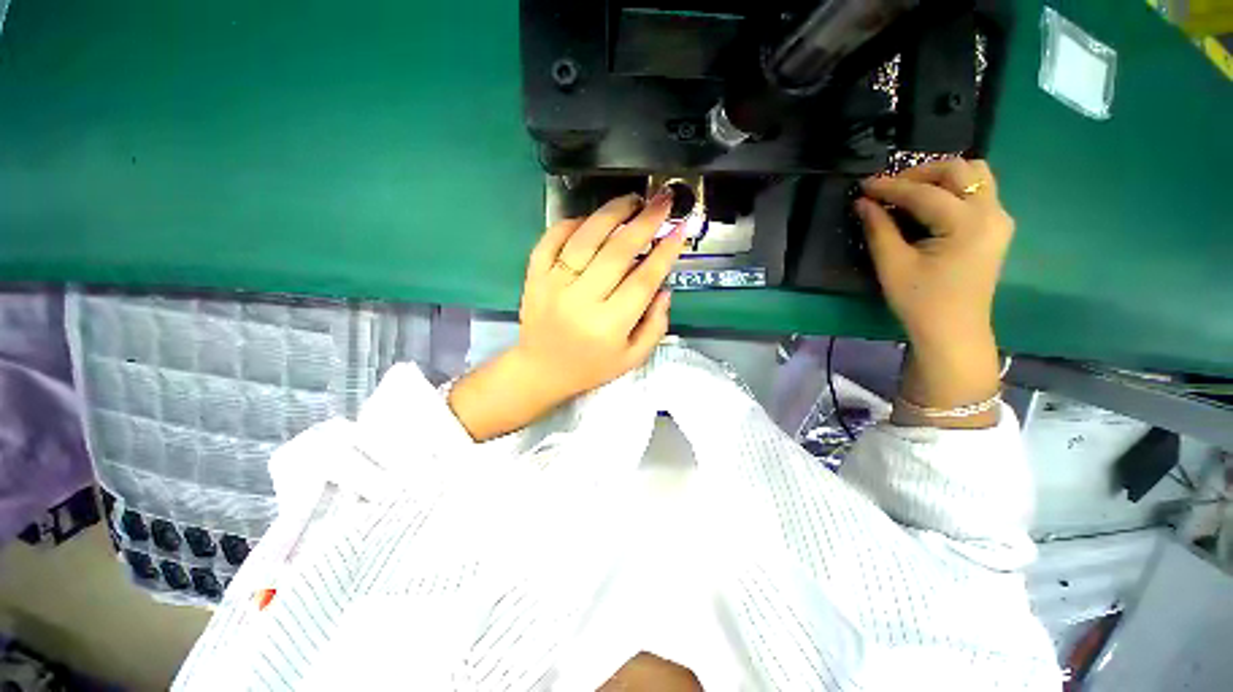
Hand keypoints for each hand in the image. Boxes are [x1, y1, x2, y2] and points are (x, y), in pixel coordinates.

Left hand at [448, 191, 698, 440]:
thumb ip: (655, 325)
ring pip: (585, 239)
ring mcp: (553, 285)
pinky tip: (590, 219)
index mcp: (609, 325)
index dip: (665, 252)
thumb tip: (665, 287)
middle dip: (645, 222)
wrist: (542, 370)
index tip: (680, 229)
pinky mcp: (534, 277)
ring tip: (632, 200)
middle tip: (662, 200)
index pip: (643, 280)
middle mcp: (581, 301)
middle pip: (617, 252)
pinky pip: (550, 240)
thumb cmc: (592, 367)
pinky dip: (571, 223)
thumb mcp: (632, 358)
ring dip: (611, 213)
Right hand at [857, 159, 1013, 344]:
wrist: (953, 331)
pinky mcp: (996, 228)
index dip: (890, 186)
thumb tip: (862, 202)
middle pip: (960, 169)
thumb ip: (878, 229)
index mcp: (967, 224)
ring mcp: (999, 219)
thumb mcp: (893, 266)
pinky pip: (979, 191)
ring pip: (976, 175)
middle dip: (920, 172)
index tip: (863, 185)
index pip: (925, 192)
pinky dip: (954, 188)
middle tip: (889, 187)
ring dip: (941, 176)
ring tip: (910, 191)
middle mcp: (991, 212)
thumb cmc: (921, 302)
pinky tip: (931, 203)